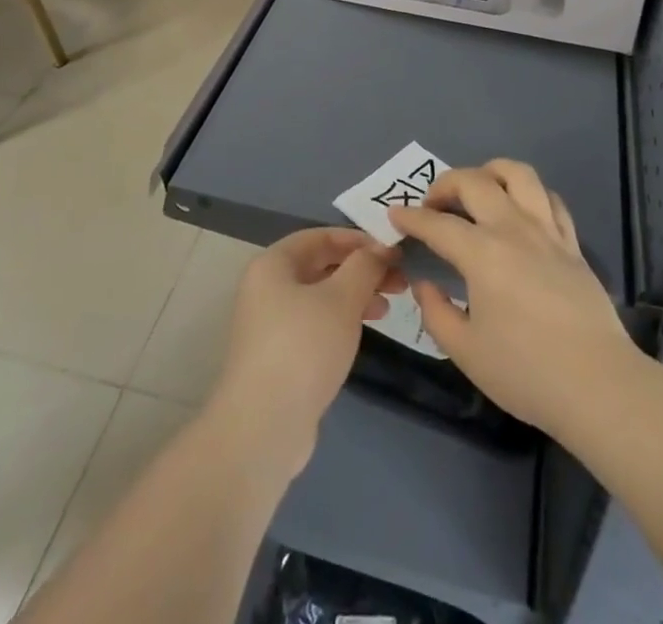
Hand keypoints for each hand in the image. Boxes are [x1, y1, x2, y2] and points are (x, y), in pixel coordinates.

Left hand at [208, 229, 401, 472]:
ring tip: (388, 306)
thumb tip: (380, 248)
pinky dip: (342, 320)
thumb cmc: (303, 347)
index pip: (320, 236)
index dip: (358, 239)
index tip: (392, 250)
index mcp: (273, 264)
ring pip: (321, 296)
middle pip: (321, 265)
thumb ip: (364, 266)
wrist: (264, 427)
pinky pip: (316, 324)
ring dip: (356, 295)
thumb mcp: (341, 298)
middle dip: (361, 269)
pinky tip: (364, 331)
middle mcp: (267, 287)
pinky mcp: (280, 356)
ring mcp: (271, 324)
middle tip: (399, 279)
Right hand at [389, 161, 637, 438]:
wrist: (598, 385)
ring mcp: (546, 231)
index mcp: (482, 253)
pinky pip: (550, 199)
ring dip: (490, 172)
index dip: (411, 218)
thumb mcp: (466, 352)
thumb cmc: (526, 372)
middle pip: (475, 182)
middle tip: (432, 204)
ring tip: (478, 190)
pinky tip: (520, 211)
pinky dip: (529, 194)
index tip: (394, 215)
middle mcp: (513, 229)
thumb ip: (436, 313)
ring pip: (518, 174)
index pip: (437, 224)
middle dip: (445, 184)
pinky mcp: (571, 243)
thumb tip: (424, 285)